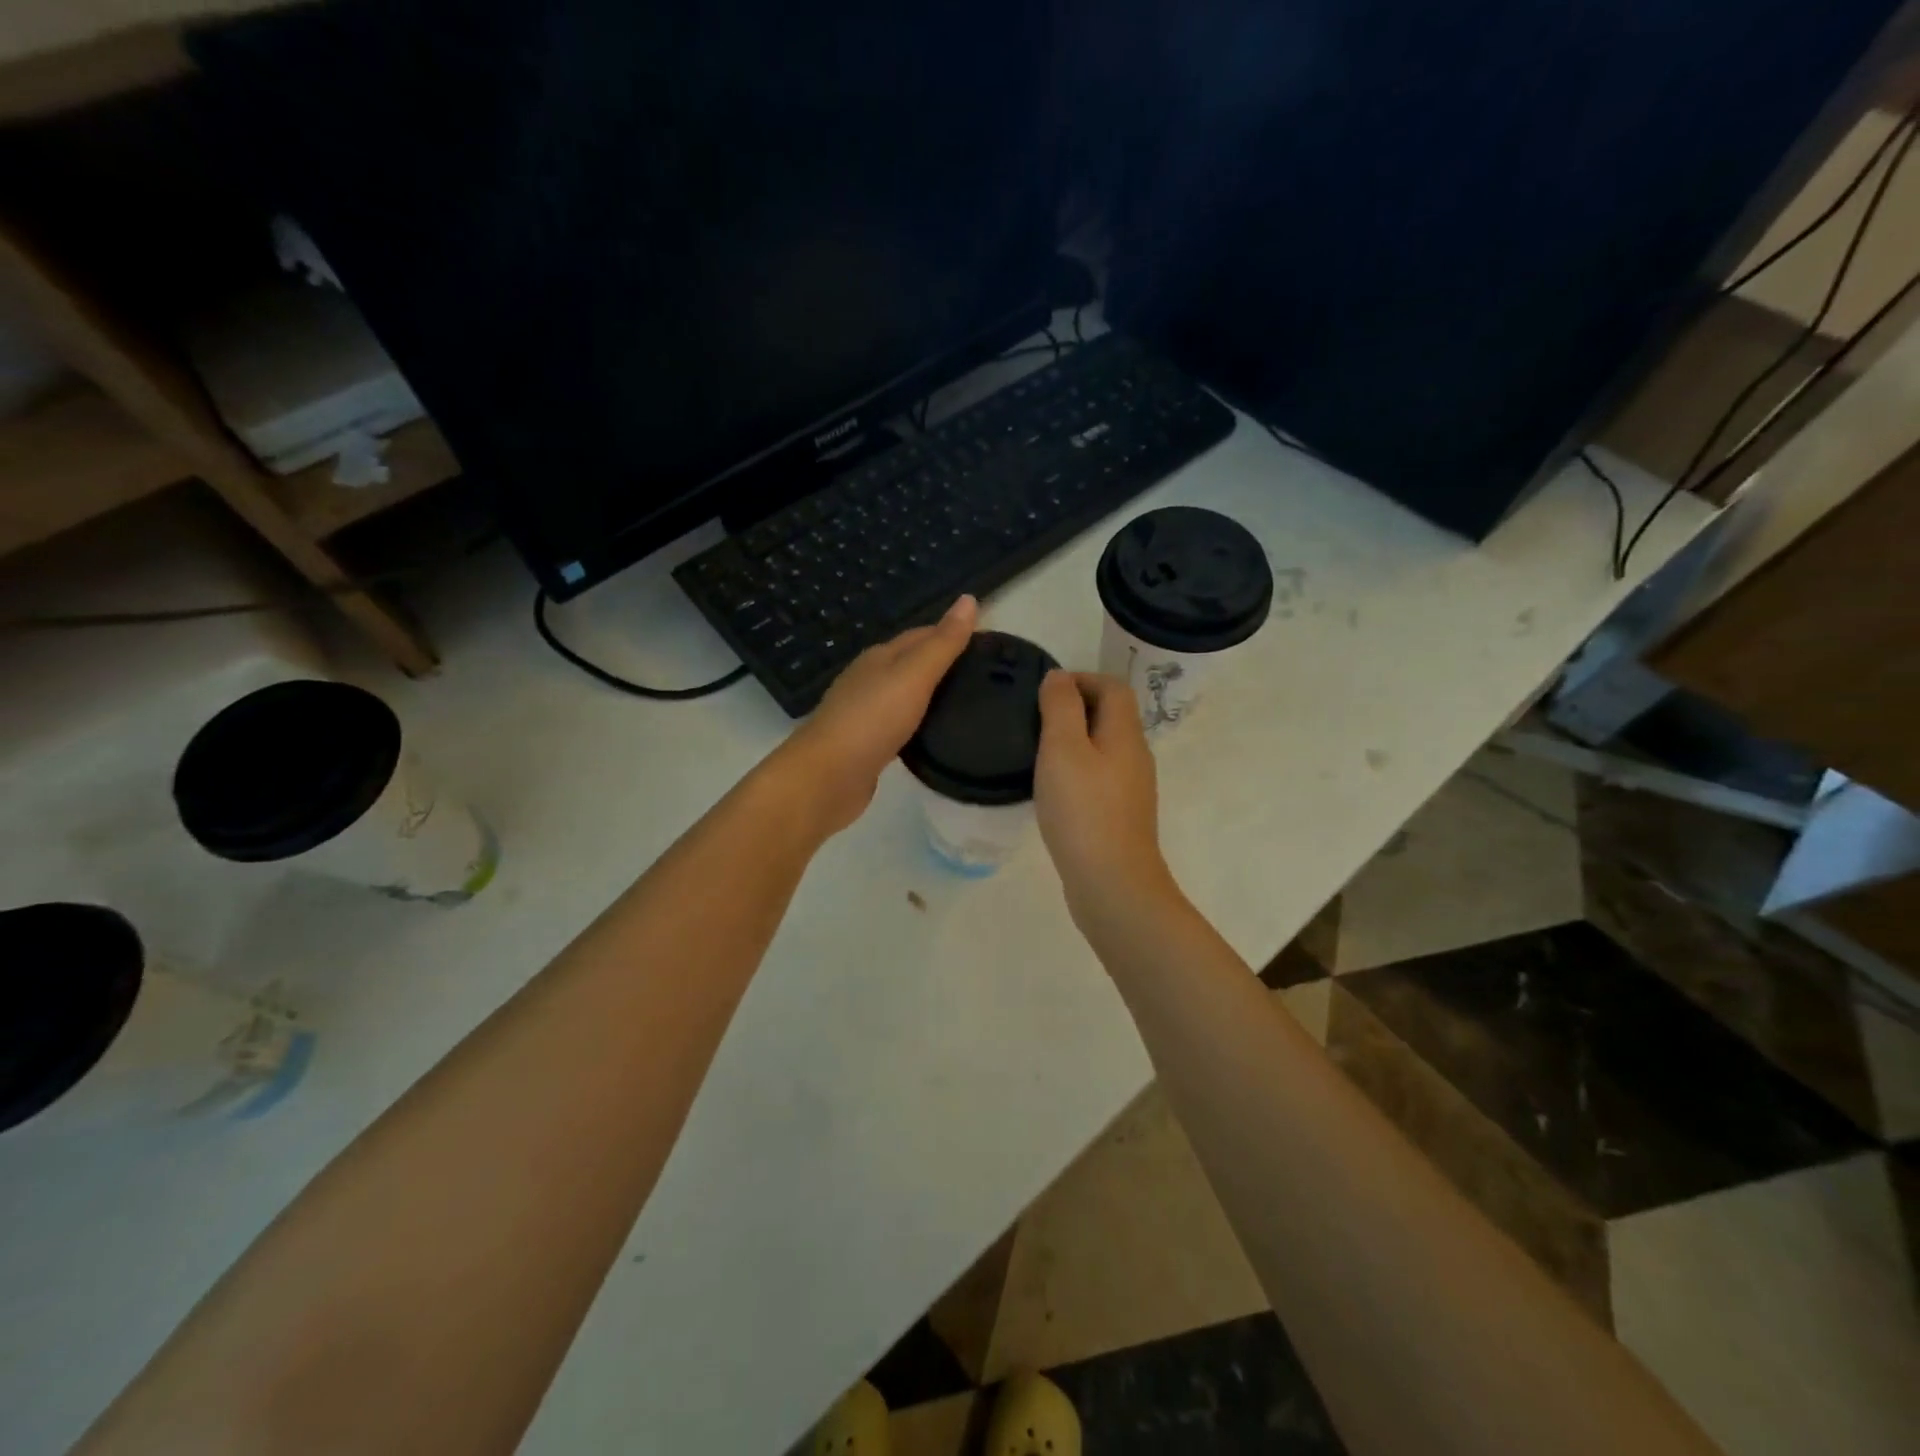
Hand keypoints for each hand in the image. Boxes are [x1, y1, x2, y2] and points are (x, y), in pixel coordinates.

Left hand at [774, 595, 978, 835]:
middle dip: (943, 664)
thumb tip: (969, 598)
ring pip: (904, 695)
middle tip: (985, 677)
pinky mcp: (865, 745)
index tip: (988, 645)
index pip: (921, 635)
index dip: (952, 634)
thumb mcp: (914, 675)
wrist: (827, 777)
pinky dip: (918, 723)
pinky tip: (933, 734)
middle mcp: (869, 679)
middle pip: (911, 663)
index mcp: (880, 657)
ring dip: (930, 695)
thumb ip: (943, 643)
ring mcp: (864, 713)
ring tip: (966, 704)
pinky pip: (898, 725)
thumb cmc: (872, 719)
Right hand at [1034, 671, 1175, 925]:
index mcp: (1125, 734)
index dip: (1081, 678)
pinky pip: (1100, 776)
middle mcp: (1135, 756)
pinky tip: (1054, 788)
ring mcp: (1131, 788)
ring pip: (1104, 747)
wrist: (1112, 883)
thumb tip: (1059, 677)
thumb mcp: (1063, 749)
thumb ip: (1060, 707)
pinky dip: (1077, 769)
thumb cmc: (1083, 811)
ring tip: (1038, 751)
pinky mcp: (1120, 815)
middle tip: (1034, 719)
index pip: (1113, 687)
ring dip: (1074, 740)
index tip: (1044, 692)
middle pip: (1111, 715)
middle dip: (1075, 707)